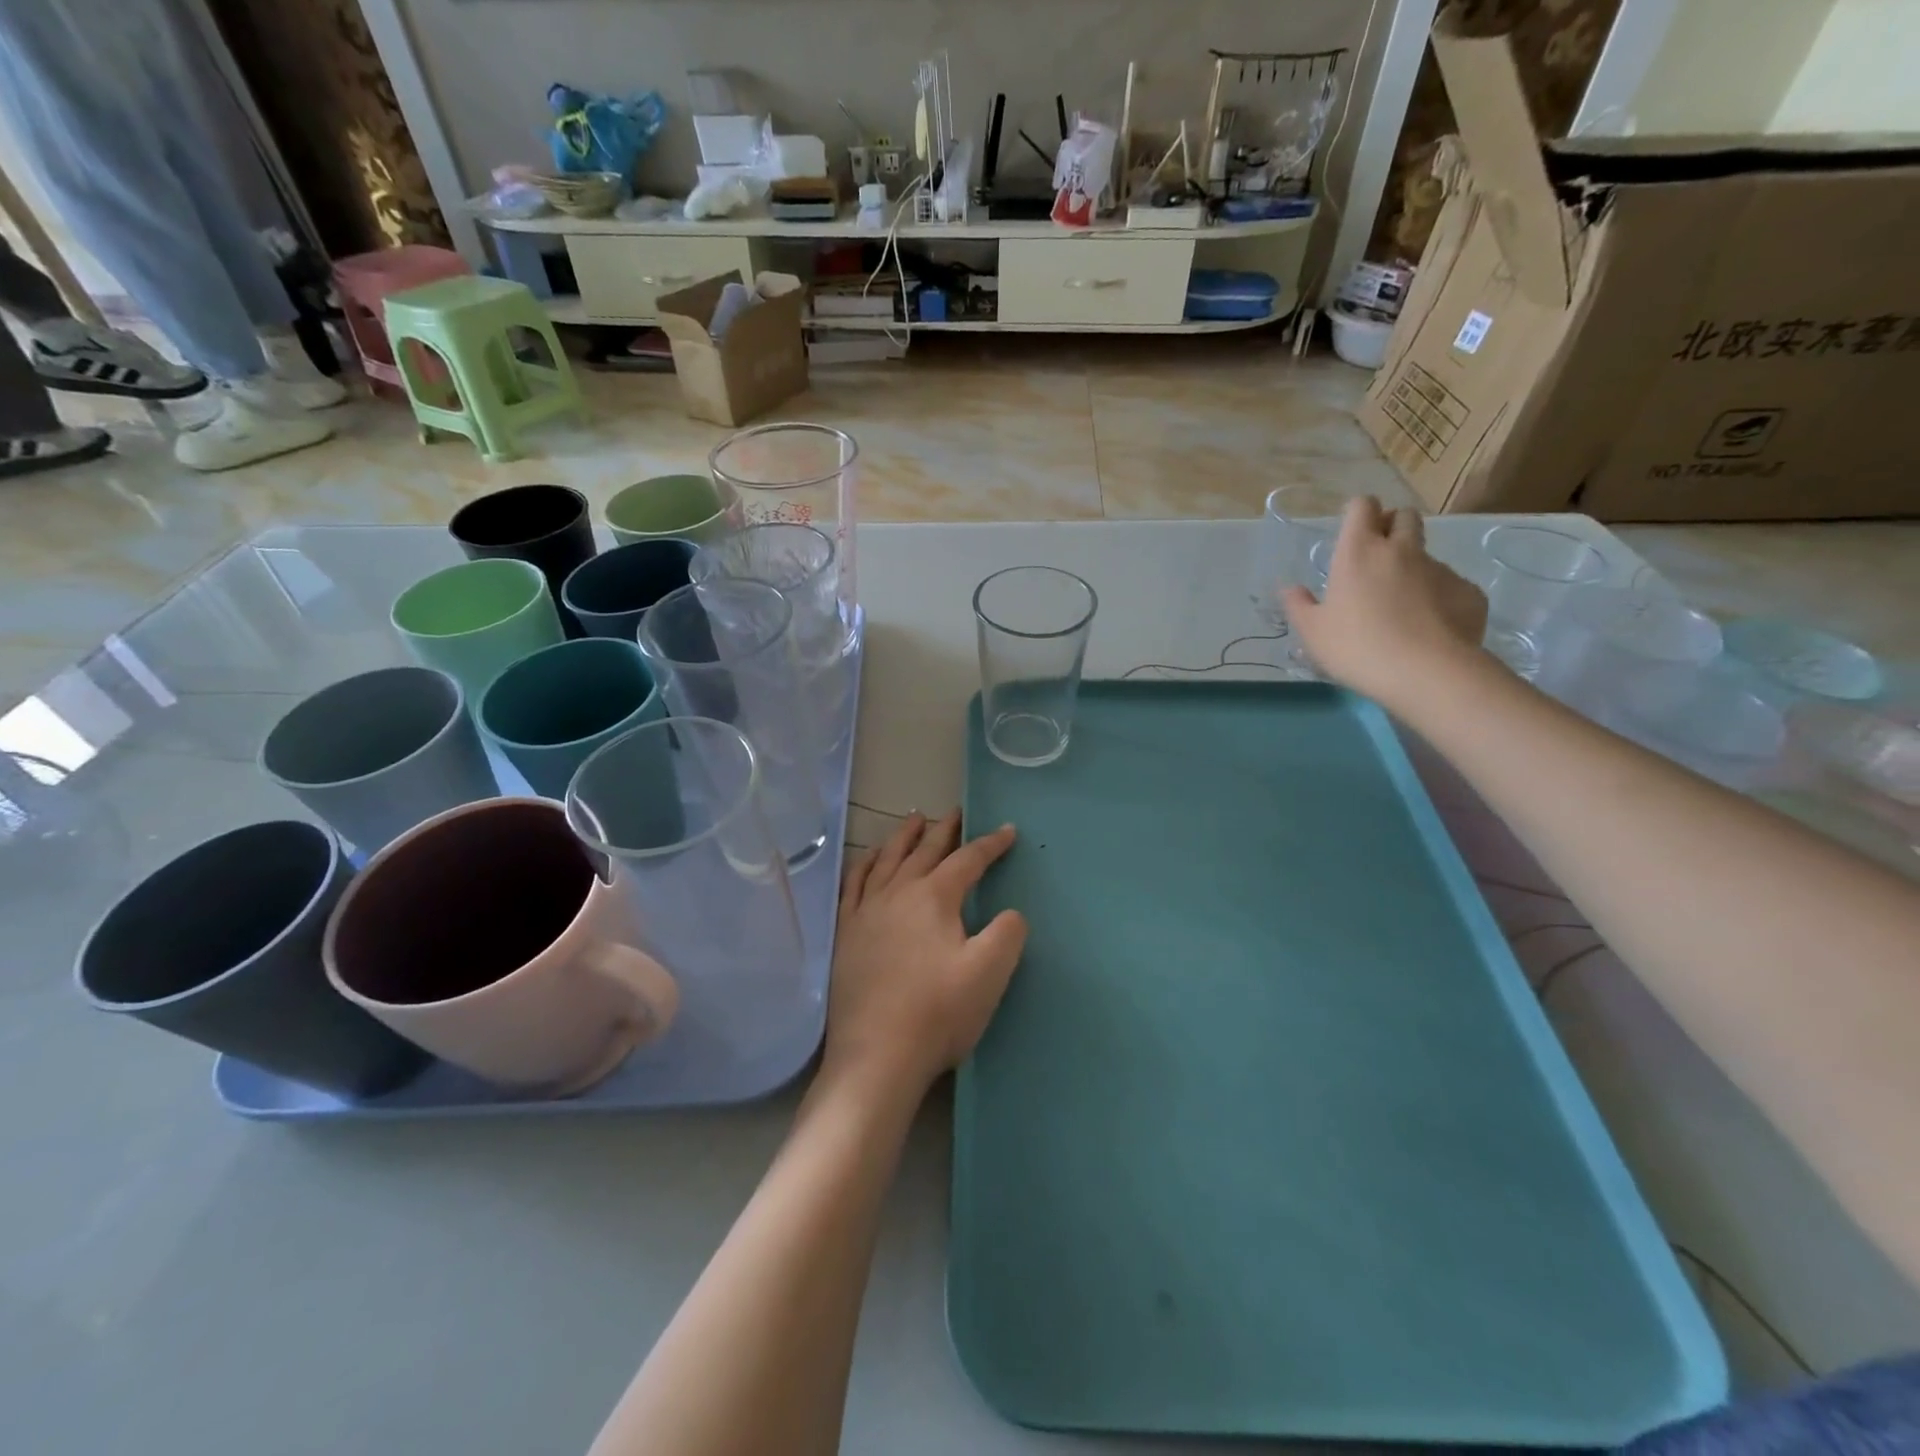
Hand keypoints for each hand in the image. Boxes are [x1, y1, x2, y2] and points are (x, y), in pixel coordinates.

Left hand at [824, 811, 1027, 1102]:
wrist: (876, 1056)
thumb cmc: (938, 1013)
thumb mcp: (989, 973)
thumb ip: (1008, 933)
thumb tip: (1010, 913)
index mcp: (934, 898)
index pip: (968, 860)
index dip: (991, 844)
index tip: (1008, 830)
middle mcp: (898, 893)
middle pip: (925, 851)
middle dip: (945, 830)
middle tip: (956, 812)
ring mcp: (866, 911)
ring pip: (887, 859)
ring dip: (904, 837)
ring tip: (914, 819)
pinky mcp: (846, 933)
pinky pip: (854, 884)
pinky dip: (865, 864)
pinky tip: (869, 859)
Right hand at [1281, 497, 1488, 710]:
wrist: (1427, 673)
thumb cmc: (1356, 647)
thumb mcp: (1312, 632)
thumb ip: (1299, 606)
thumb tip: (1290, 589)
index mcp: (1359, 552)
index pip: (1363, 506)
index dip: (1358, 512)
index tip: (1351, 531)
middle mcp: (1402, 550)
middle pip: (1405, 517)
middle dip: (1393, 526)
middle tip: (1378, 558)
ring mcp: (1440, 569)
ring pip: (1426, 555)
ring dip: (1412, 569)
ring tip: (1401, 607)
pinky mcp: (1468, 592)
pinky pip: (1450, 586)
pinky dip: (1438, 598)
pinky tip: (1428, 629)